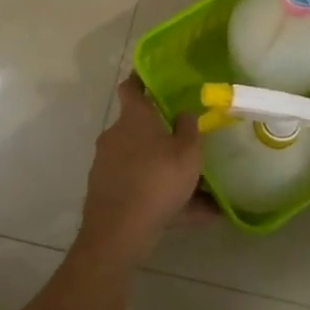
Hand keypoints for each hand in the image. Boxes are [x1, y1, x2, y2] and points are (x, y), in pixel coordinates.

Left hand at [77, 76, 209, 264]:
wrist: (119, 231)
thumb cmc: (157, 179)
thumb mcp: (187, 152)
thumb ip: (189, 128)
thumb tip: (184, 113)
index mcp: (133, 118)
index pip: (131, 87)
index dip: (141, 80)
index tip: (153, 77)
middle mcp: (115, 136)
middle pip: (139, 129)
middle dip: (162, 137)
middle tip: (188, 145)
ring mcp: (107, 166)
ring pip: (143, 163)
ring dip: (167, 173)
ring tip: (203, 194)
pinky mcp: (106, 193)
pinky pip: (141, 189)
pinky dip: (163, 198)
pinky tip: (195, 216)